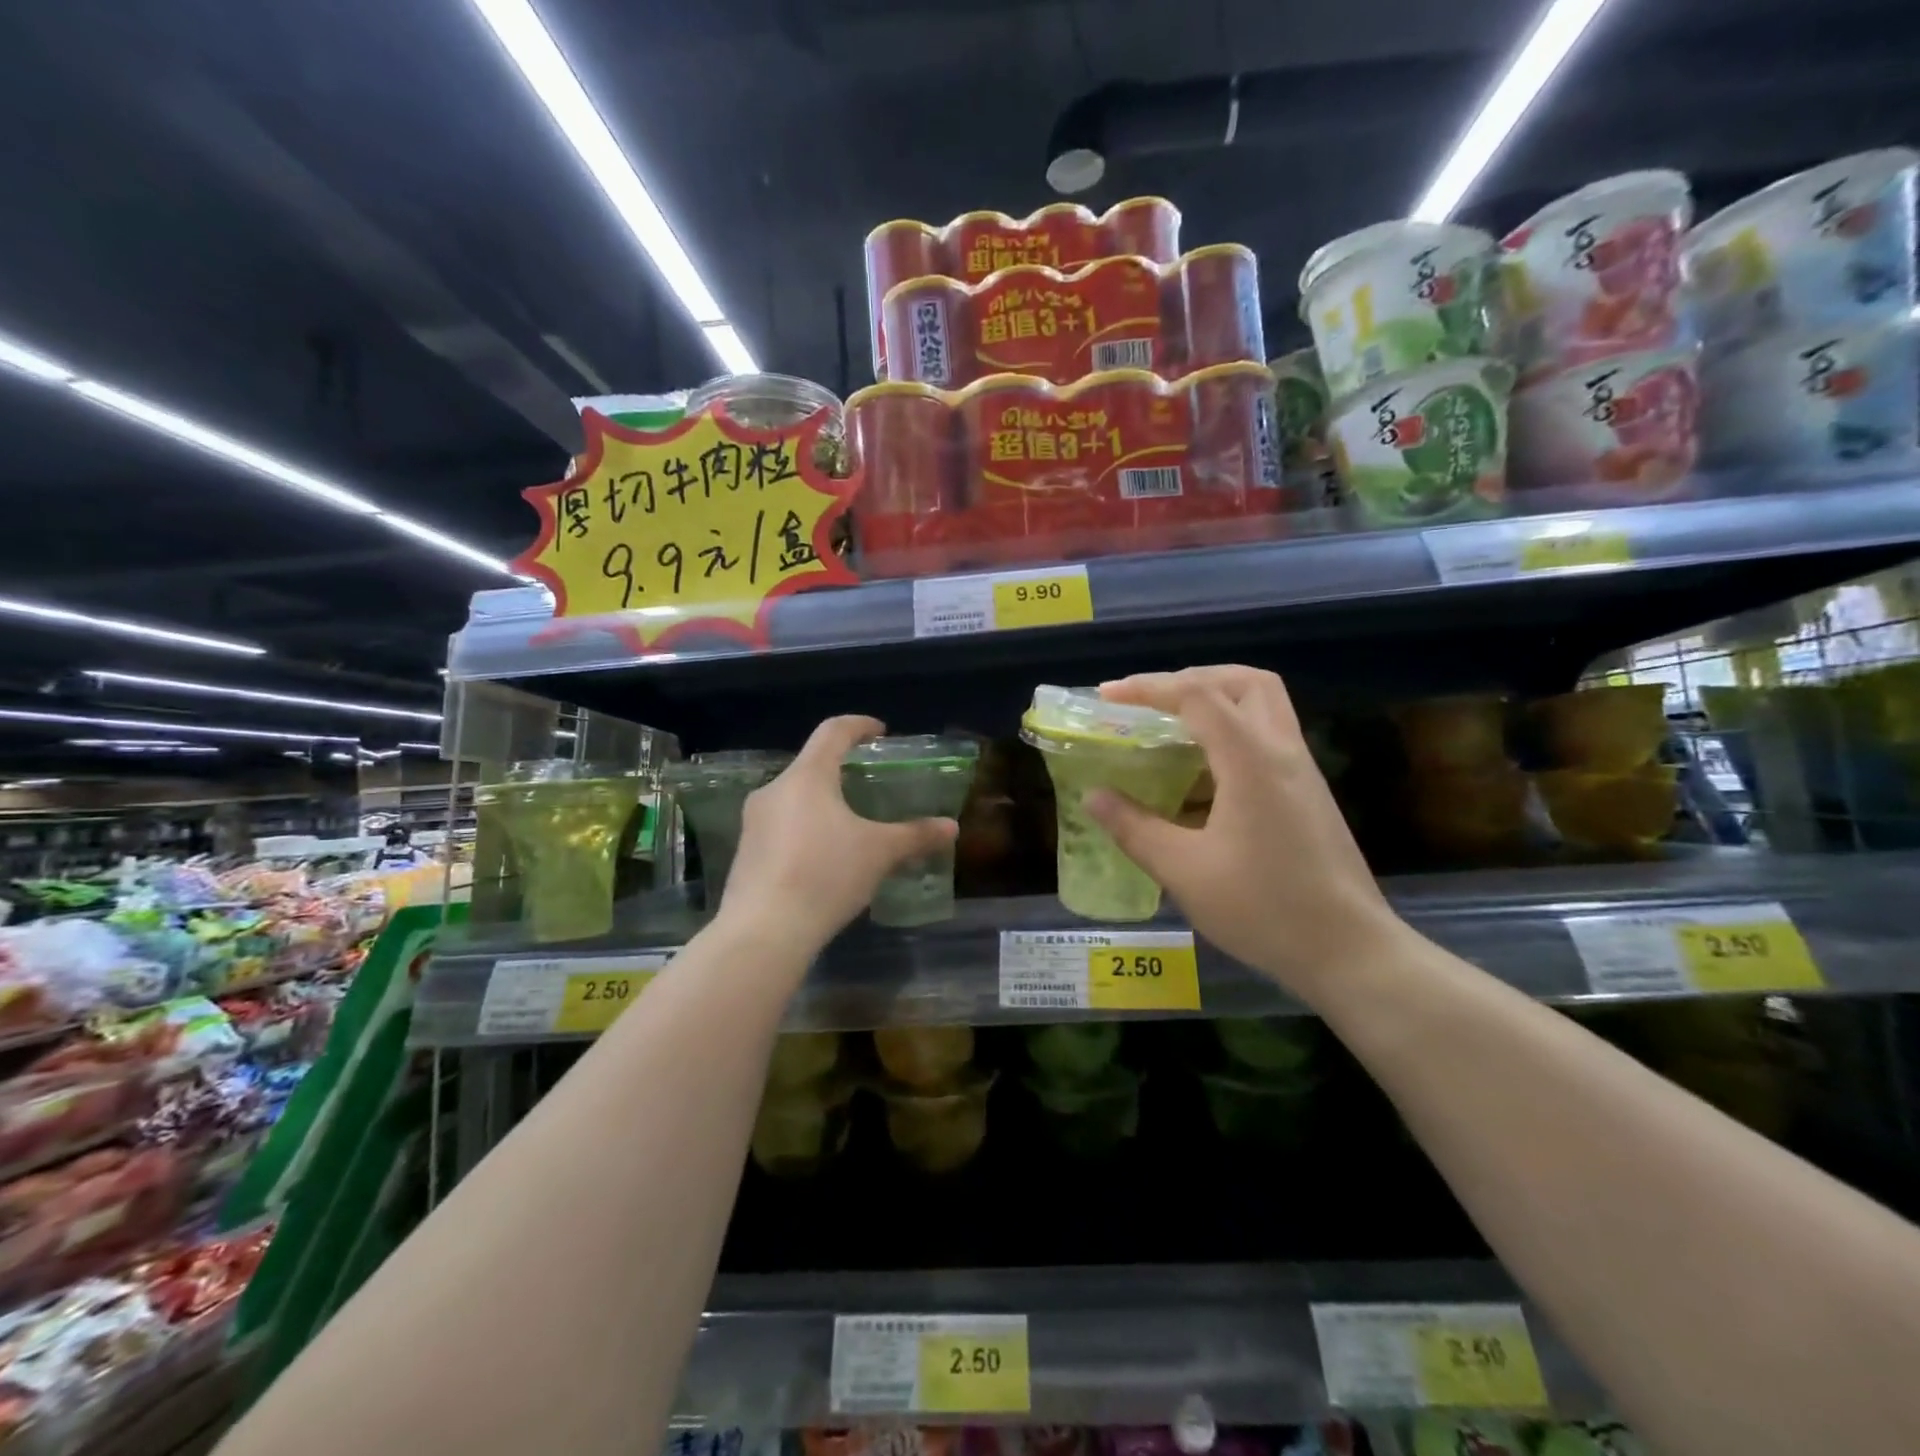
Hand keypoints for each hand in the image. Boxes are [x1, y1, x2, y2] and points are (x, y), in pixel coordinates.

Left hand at [720, 715, 957, 952]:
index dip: (859, 725)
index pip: (833, 732)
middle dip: (842, 771)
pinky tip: (824, 859)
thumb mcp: (879, 853)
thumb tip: (951, 827)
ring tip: (851, 826)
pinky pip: (781, 827)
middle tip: (871, 786)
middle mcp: (774, 790)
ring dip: (823, 803)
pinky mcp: (746, 852)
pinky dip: (806, 830)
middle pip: (812, 765)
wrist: (764, 932)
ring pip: (795, 798)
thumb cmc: (825, 875)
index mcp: (807, 777)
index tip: (880, 732)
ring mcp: (754, 822)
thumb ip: (916, 835)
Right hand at [1083, 665, 1411, 1002]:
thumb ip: (1134, 828)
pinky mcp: (1308, 793)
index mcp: (1251, 760)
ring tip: (1171, 728)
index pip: (1197, 695)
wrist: (1349, 951)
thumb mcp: (1184, 871)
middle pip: (1244, 682)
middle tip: (1151, 703)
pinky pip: (1268, 738)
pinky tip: (1202, 775)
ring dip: (1216, 701)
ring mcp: (1302, 771)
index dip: (1148, 687)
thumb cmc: (1264, 909)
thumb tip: (1094, 798)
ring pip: (1264, 706)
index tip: (1107, 697)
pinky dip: (1231, 733)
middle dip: (1192, 679)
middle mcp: (1282, 751)